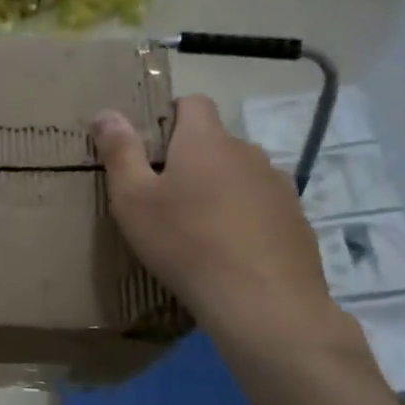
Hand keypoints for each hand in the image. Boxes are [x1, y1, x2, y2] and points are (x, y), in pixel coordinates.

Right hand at [93, 96, 354, 354]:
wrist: (262, 302)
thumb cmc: (185, 242)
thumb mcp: (133, 199)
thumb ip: (120, 152)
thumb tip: (107, 112)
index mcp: (206, 140)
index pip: (193, 102)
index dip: (171, 115)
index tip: (151, 145)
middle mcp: (248, 152)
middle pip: (215, 142)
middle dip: (191, 159)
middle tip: (164, 197)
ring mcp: (278, 186)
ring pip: (240, 175)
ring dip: (220, 190)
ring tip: (199, 228)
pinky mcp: (296, 221)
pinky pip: (262, 207)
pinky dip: (245, 219)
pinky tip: (230, 253)